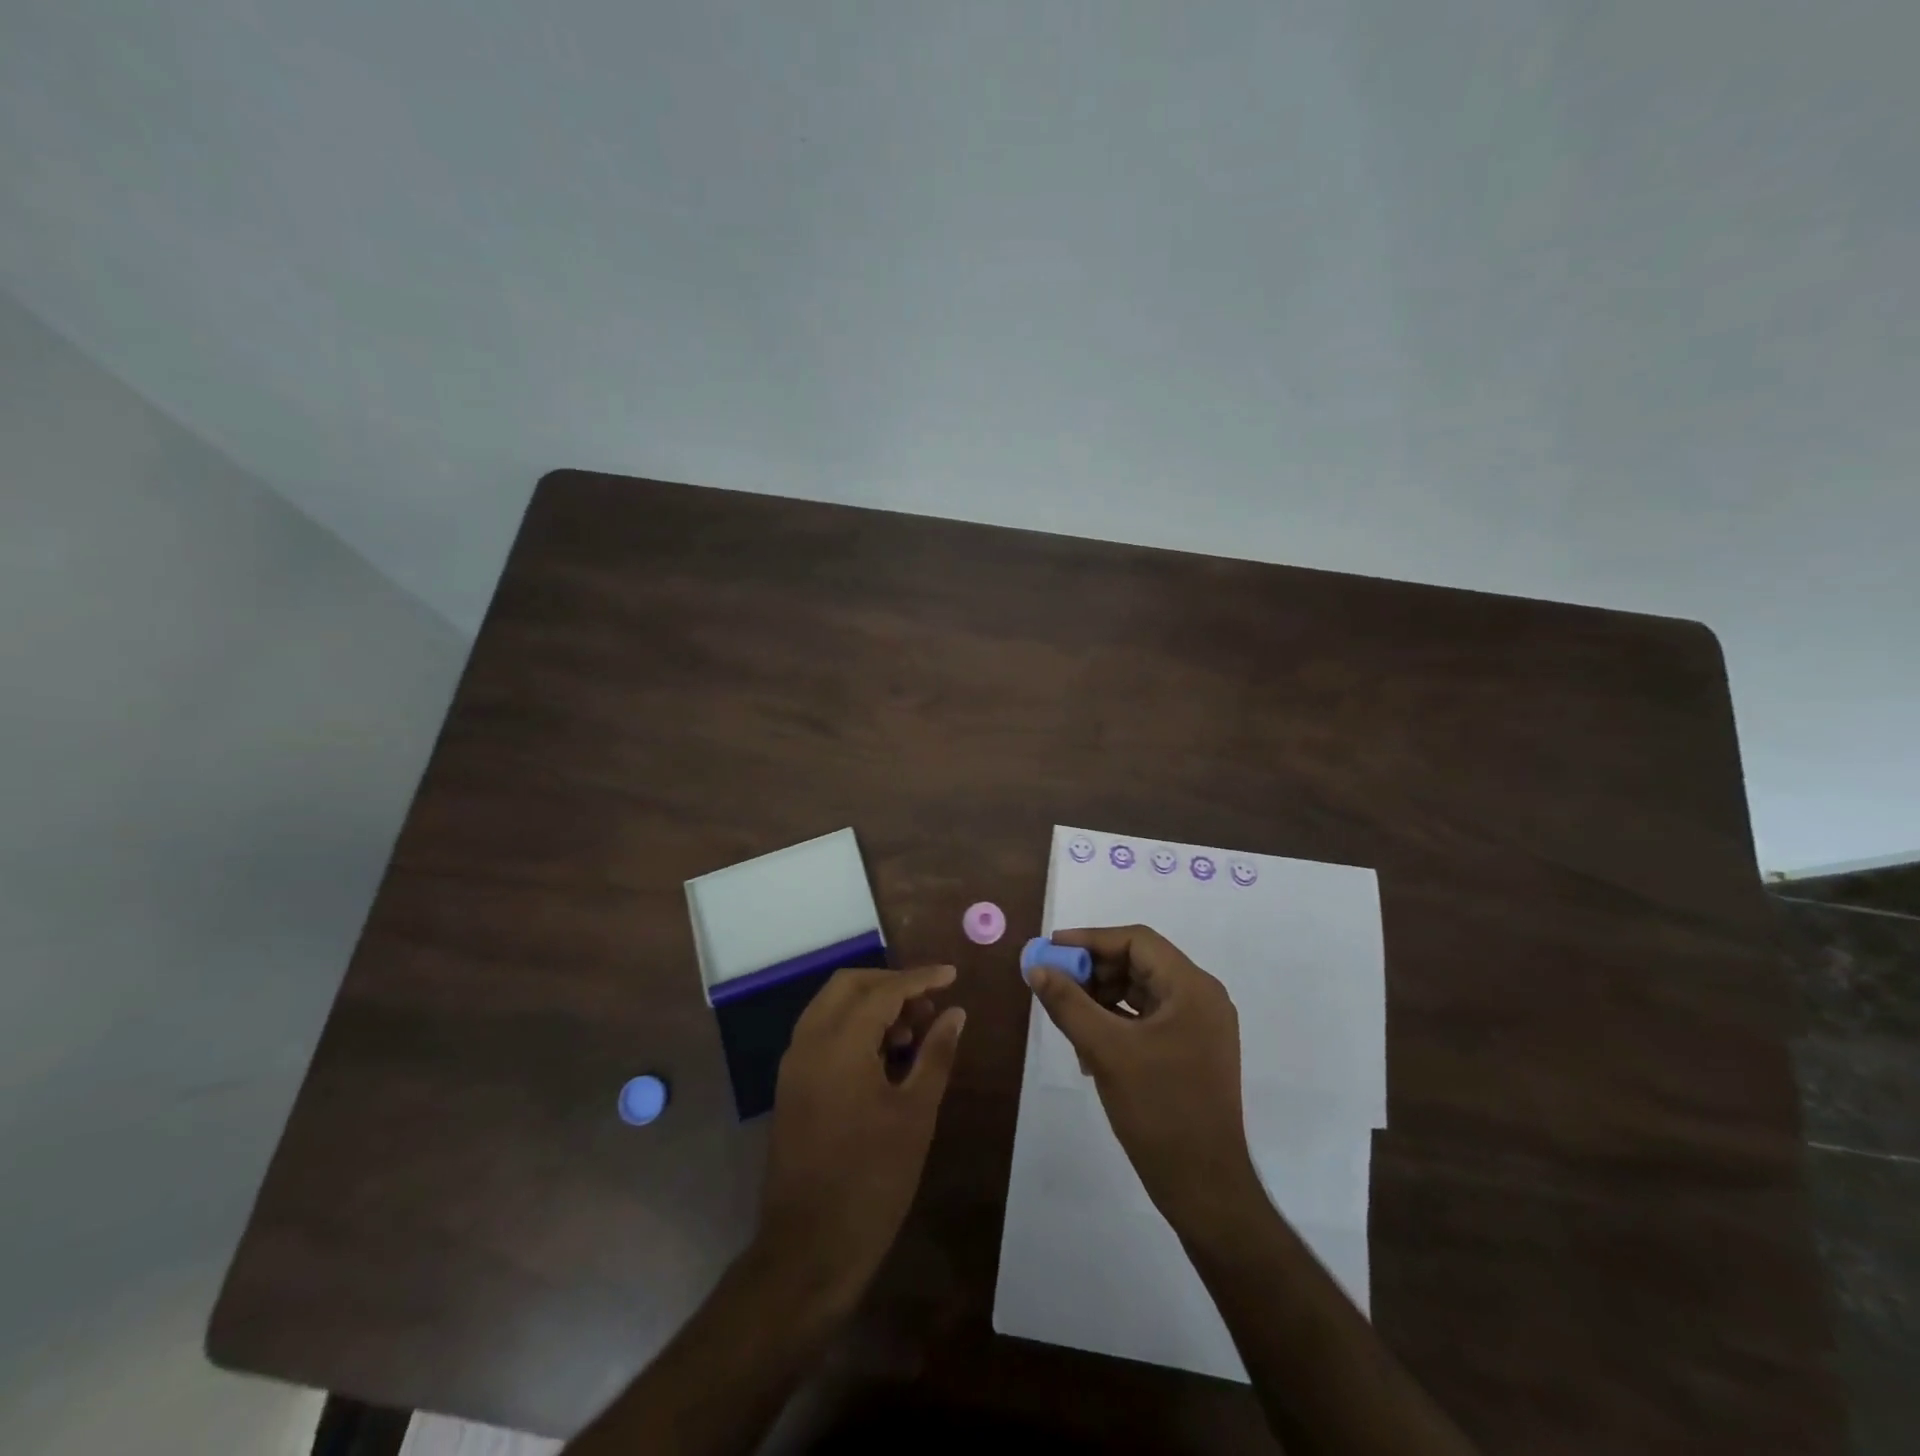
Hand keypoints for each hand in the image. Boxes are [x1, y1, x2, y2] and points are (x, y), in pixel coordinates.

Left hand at [757, 965, 965, 1309]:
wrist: (808, 1250)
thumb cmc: (871, 1181)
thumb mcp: (915, 1114)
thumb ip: (935, 1054)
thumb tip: (956, 1014)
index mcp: (839, 1043)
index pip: (883, 990)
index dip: (921, 978)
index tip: (952, 975)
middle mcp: (808, 1042)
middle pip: (849, 985)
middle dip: (891, 984)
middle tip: (929, 1003)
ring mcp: (794, 1064)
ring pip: (832, 1006)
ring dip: (871, 1005)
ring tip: (913, 1032)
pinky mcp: (791, 1086)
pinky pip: (822, 1033)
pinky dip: (853, 1028)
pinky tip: (884, 1055)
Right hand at [1028, 926, 1259, 1228]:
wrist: (1205, 1188)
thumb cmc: (1159, 1111)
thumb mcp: (1105, 1051)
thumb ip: (1068, 1003)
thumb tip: (1036, 968)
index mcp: (1192, 988)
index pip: (1136, 940)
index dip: (1090, 939)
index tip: (1051, 949)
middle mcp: (1201, 998)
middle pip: (1139, 963)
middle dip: (1093, 971)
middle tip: (1054, 984)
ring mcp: (1199, 1026)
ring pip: (1141, 992)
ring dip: (1101, 998)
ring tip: (1068, 1018)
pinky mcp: (1192, 1051)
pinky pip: (1148, 1019)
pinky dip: (1117, 1022)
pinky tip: (1088, 1046)